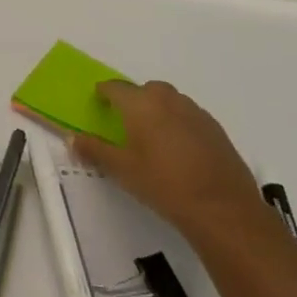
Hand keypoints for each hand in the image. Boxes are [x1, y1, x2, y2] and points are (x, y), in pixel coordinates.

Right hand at [71, 80, 265, 242]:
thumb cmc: (163, 184)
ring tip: (152, 136)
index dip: (104, 92)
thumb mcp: (122, 170)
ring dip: (158, 110)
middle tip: (126, 122)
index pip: (115, 87)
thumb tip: (72, 138)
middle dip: (134, 99)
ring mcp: (196, 113)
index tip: (98, 101)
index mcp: (141, 104)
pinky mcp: (216, 130)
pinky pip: (189, 116)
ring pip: (170, 101)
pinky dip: (179, 123)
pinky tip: (179, 150)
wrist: (223, 209)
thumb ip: (95, 150)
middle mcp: (168, 100)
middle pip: (146, 90)